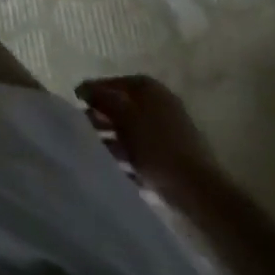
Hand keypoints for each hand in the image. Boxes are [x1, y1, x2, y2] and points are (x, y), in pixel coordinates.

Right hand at [75, 75, 218, 202]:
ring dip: (113, 140)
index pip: (112, 83)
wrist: (198, 190)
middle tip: (85, 131)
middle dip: (102, 118)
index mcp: (148, 88)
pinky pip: (143, 150)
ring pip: (131, 130)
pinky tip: (119, 170)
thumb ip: (101, 98)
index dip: (92, 92)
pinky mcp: (174, 155)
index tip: (75, 105)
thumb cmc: (156, 145)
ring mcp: (169, 129)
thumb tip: (83, 89)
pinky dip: (129, 157)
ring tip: (98, 153)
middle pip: (122, 106)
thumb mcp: (122, 115)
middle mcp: (160, 102)